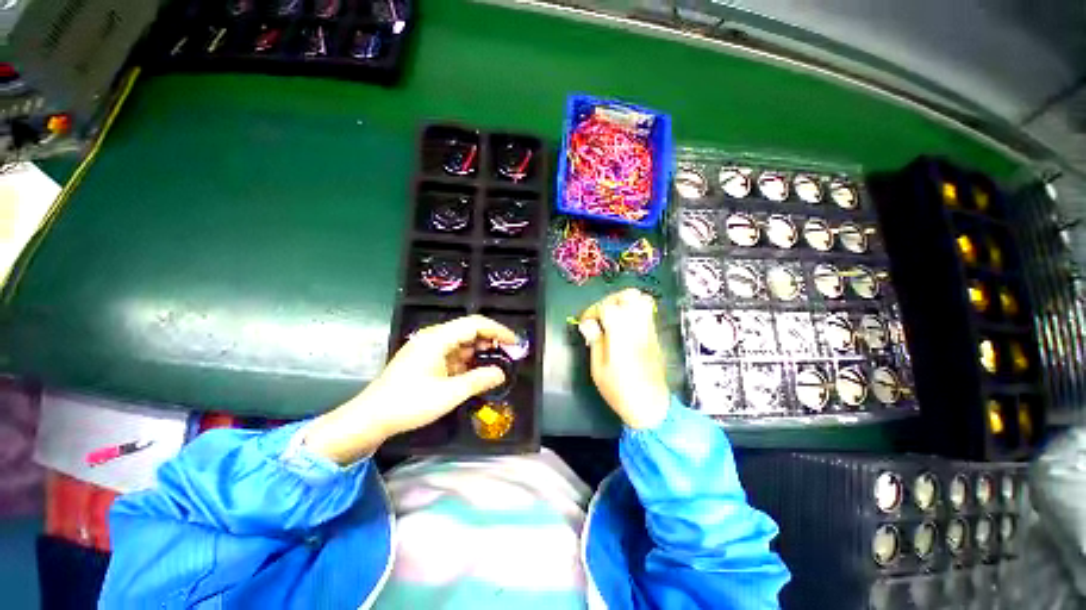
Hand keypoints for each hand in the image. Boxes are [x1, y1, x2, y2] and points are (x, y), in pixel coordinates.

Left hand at [303, 315, 517, 464]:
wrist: (370, 418)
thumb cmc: (409, 403)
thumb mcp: (449, 393)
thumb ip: (478, 380)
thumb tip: (501, 373)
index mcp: (437, 338)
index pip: (474, 324)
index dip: (497, 331)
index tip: (514, 342)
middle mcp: (433, 337)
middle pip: (468, 330)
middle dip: (490, 340)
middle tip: (508, 354)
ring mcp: (428, 347)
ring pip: (461, 342)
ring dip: (479, 350)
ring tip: (496, 362)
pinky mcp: (425, 359)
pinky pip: (452, 353)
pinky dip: (467, 360)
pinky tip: (475, 370)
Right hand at [580, 288, 669, 429]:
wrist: (651, 406)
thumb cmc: (619, 389)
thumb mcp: (598, 368)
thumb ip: (594, 340)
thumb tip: (587, 323)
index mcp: (620, 332)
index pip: (606, 307)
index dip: (592, 311)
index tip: (585, 323)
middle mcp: (638, 325)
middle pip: (628, 295)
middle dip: (610, 300)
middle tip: (600, 315)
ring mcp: (649, 329)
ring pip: (642, 300)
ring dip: (625, 302)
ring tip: (613, 316)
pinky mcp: (655, 335)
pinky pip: (648, 311)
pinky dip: (635, 310)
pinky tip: (625, 325)